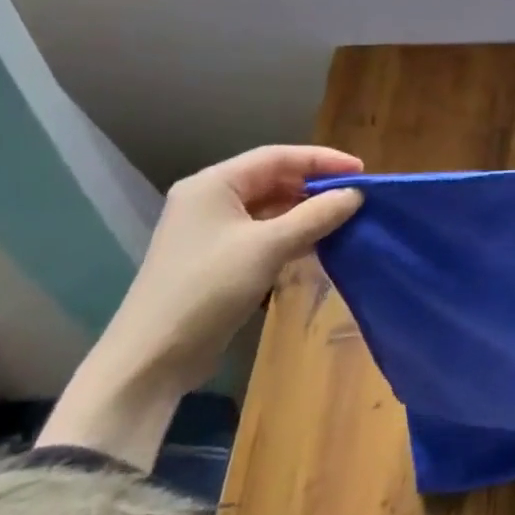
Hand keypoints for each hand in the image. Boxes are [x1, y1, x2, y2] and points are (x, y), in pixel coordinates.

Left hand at [38, 145, 364, 467]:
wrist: (152, 357)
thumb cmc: (208, 288)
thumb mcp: (267, 247)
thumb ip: (315, 216)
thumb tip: (355, 195)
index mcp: (214, 185)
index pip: (277, 157)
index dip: (322, 160)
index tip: (361, 170)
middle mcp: (210, 200)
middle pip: (273, 179)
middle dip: (315, 185)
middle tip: (356, 195)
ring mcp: (213, 231)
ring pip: (270, 208)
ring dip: (306, 211)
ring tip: (345, 217)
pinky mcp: (219, 259)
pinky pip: (264, 233)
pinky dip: (293, 234)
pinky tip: (319, 243)